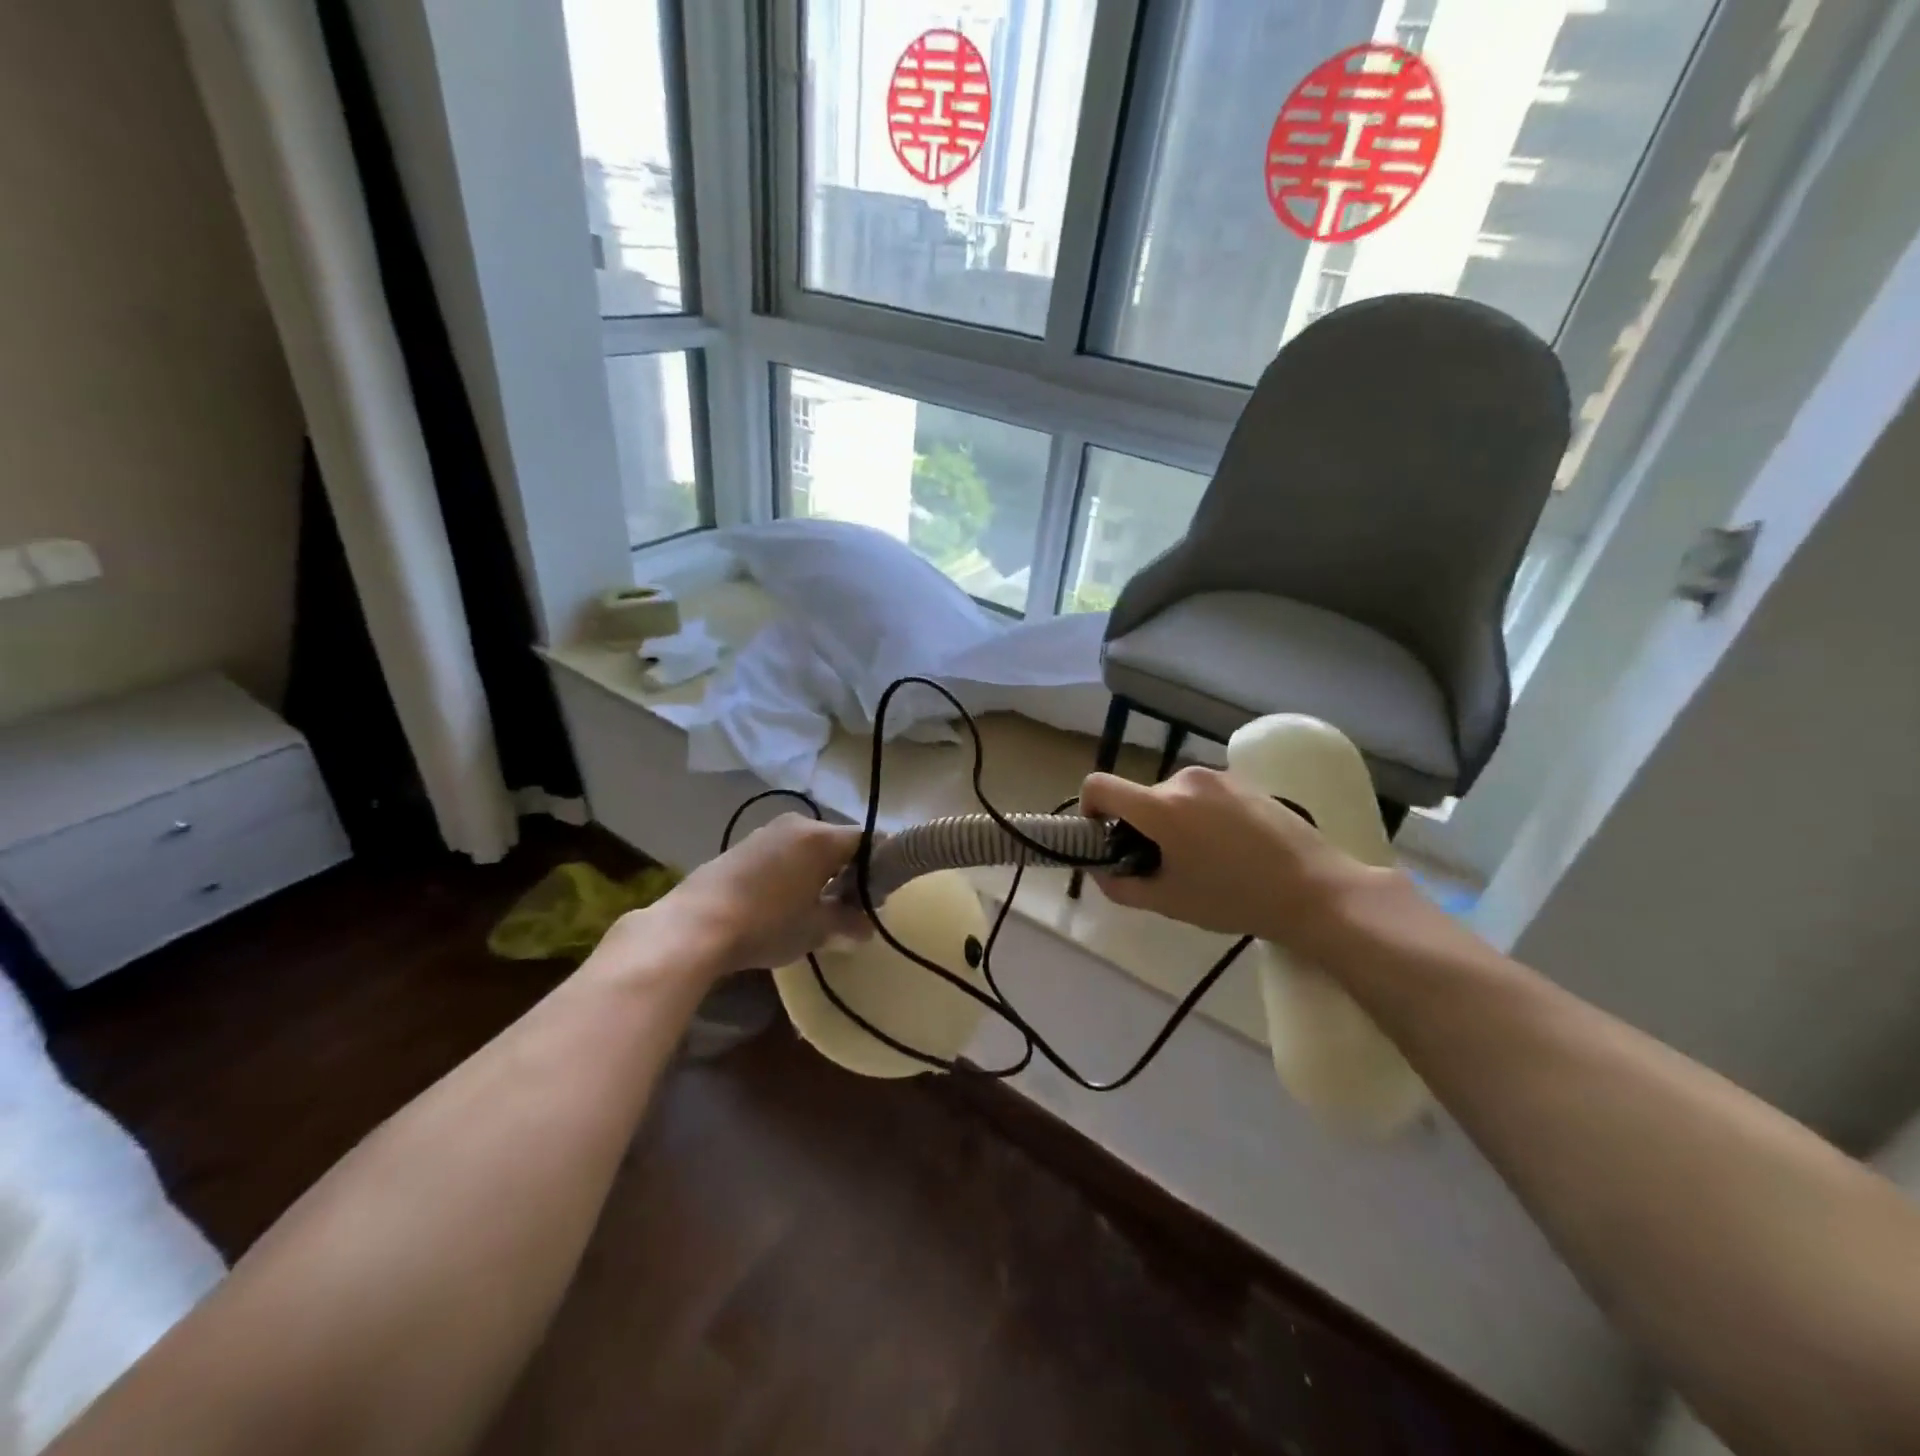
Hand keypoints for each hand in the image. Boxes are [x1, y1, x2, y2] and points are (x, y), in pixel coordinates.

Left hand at [603, 816, 869, 981]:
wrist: (694, 925)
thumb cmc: (766, 923)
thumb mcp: (815, 929)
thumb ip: (847, 924)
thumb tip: (867, 929)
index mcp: (822, 837)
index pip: (870, 840)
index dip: (882, 865)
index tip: (882, 894)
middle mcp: (798, 824)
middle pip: (839, 842)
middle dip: (851, 870)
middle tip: (852, 905)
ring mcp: (767, 832)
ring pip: (809, 847)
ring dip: (821, 872)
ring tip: (818, 906)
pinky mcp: (743, 846)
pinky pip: (784, 853)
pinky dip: (795, 871)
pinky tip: (785, 902)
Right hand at [1079, 767, 1381, 953]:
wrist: (1315, 890)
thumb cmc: (1234, 899)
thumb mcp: (1169, 902)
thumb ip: (1121, 886)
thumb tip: (1101, 871)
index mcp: (1160, 806)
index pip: (1098, 785)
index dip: (1088, 808)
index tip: (1104, 837)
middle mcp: (1184, 779)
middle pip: (1139, 796)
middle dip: (1138, 826)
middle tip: (1161, 864)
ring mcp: (1217, 777)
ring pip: (1171, 796)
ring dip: (1170, 821)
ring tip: (1201, 858)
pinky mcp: (1243, 781)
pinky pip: (1202, 794)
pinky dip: (1199, 815)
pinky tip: (1228, 847)